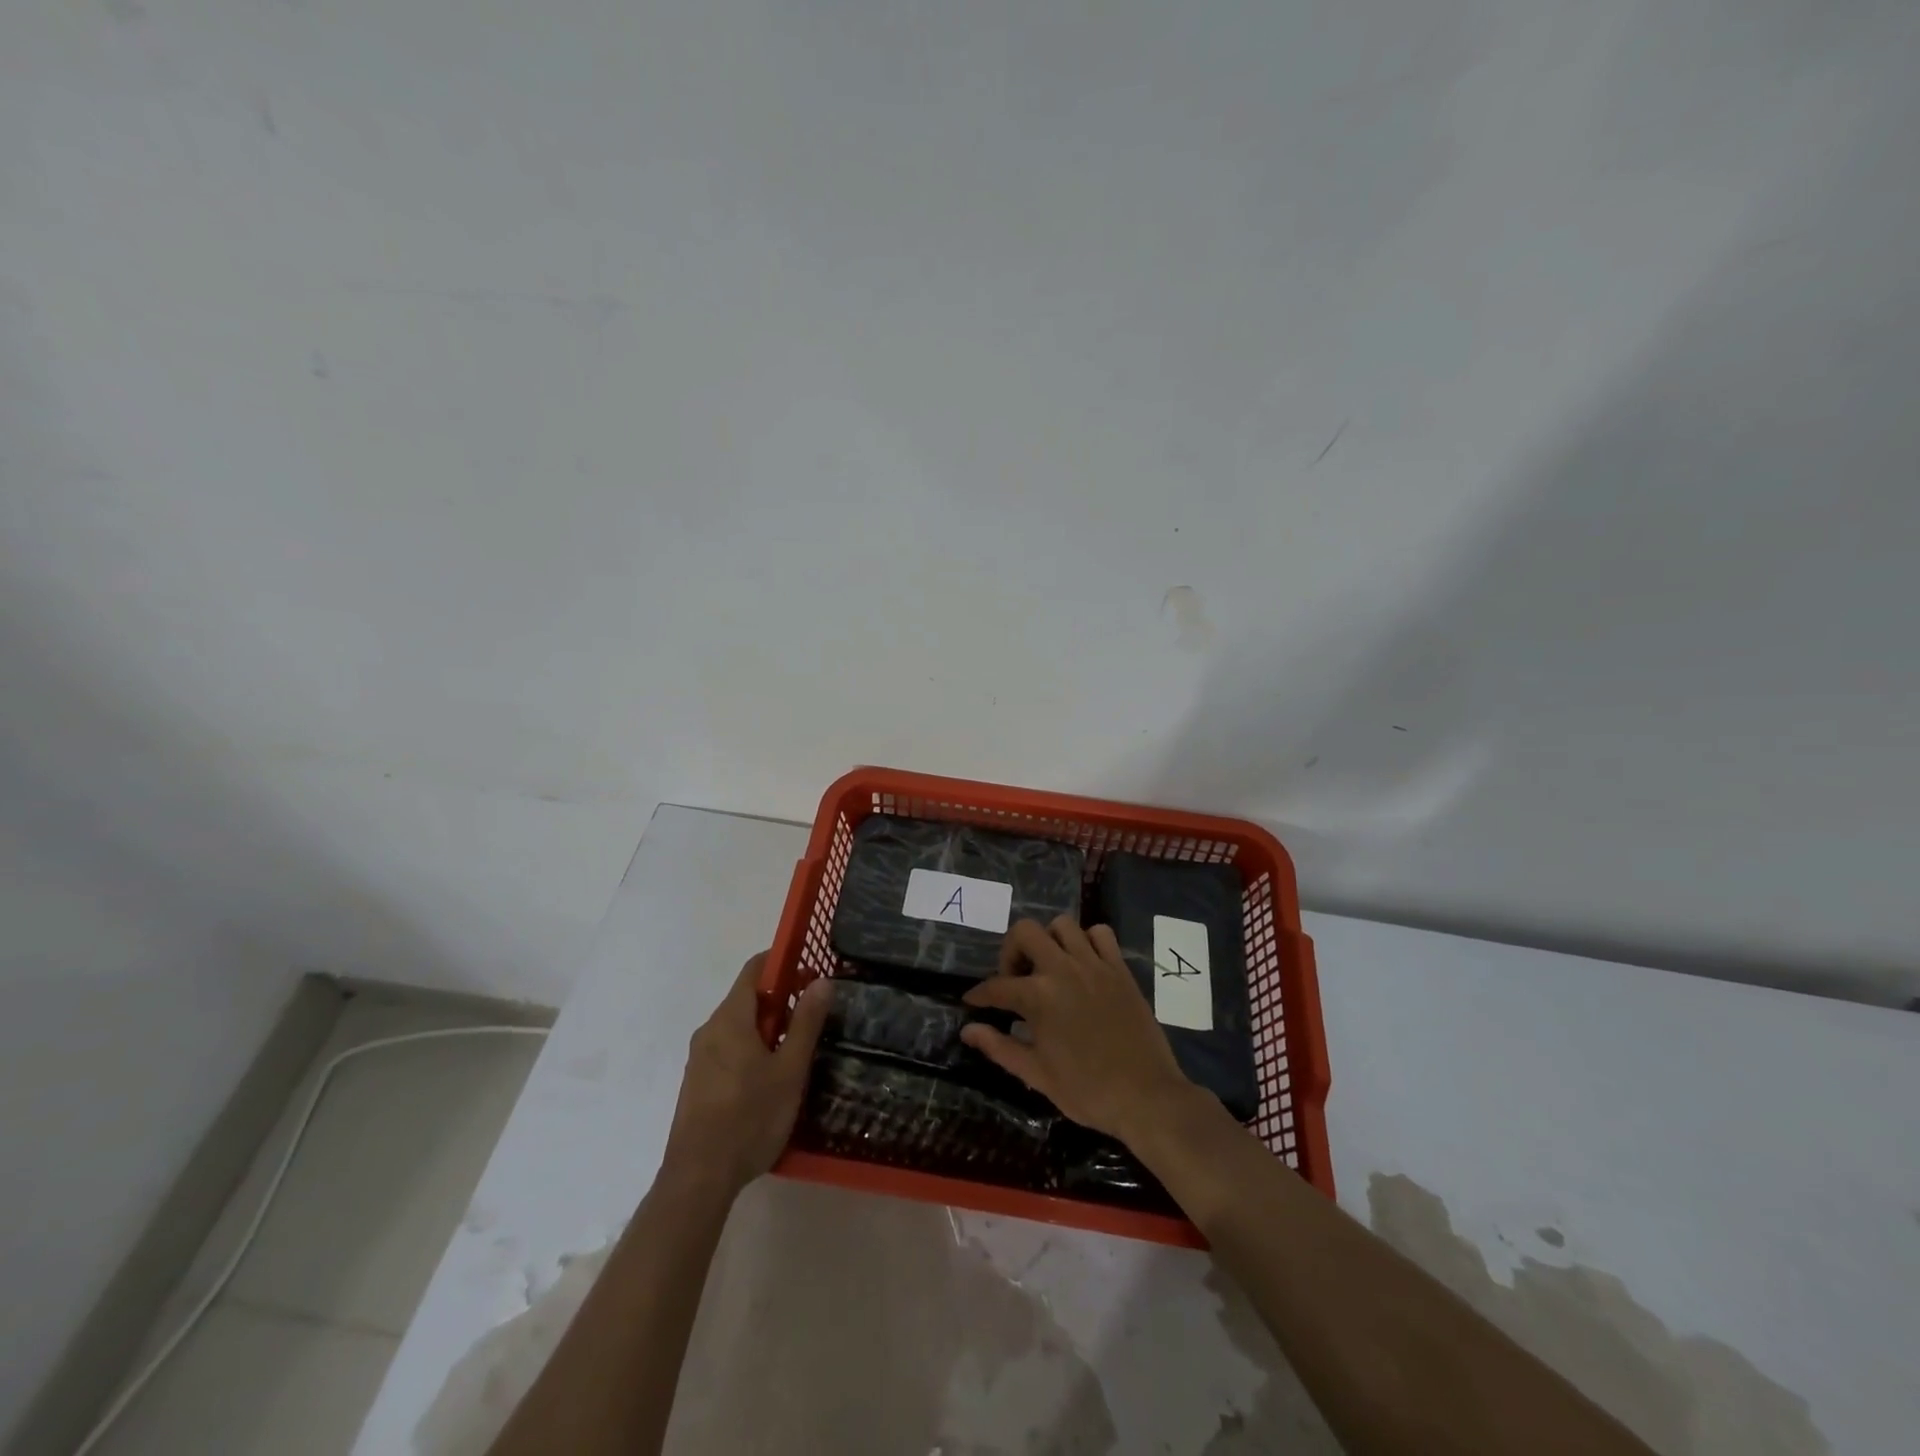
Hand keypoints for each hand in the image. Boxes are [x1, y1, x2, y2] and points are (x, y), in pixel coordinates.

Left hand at [661, 953, 832, 1197]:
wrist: (698, 1178)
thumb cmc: (750, 1118)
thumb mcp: (789, 1069)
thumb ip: (806, 1022)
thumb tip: (822, 980)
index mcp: (730, 1019)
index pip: (754, 969)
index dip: (782, 962)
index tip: (810, 972)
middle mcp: (709, 1030)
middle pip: (746, 998)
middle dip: (780, 999)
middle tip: (813, 1015)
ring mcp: (699, 1058)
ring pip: (738, 1026)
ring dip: (767, 1027)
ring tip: (797, 1049)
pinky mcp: (697, 1083)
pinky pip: (728, 1049)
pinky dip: (751, 1048)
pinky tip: (770, 1078)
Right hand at [961, 917, 1194, 1146]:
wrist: (1146, 1097)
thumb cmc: (1087, 1091)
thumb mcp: (1037, 1074)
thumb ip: (999, 1047)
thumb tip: (968, 1030)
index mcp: (1039, 997)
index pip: (997, 986)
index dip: (979, 994)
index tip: (972, 1001)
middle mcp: (1063, 969)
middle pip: (1025, 931)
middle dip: (1011, 950)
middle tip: (1015, 978)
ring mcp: (1095, 965)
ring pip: (1062, 925)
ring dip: (1048, 941)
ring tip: (1047, 968)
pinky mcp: (1120, 969)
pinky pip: (1101, 934)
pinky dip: (1087, 940)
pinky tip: (1083, 964)